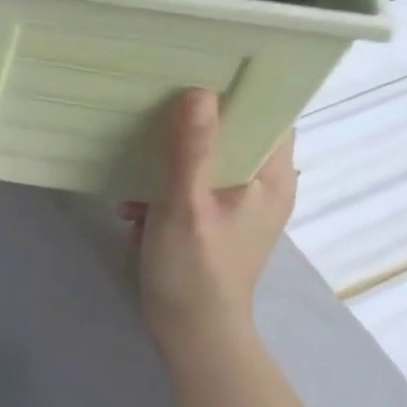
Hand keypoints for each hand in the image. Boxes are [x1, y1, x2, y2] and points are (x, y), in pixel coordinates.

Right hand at [121, 90, 297, 370]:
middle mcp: (264, 187)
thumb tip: (198, 92)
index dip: (238, 90)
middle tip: (154, 113)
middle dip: (191, 129)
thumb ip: (191, 150)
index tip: (198, 72)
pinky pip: (193, 193)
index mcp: (271, 177)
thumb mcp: (185, 206)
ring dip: (169, 168)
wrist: (191, 334)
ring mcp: (240, 209)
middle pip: (233, 136)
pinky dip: (165, 196)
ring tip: (135, 182)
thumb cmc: (194, 271)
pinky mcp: (216, 227)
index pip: (269, 113)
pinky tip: (135, 211)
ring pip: (208, 165)